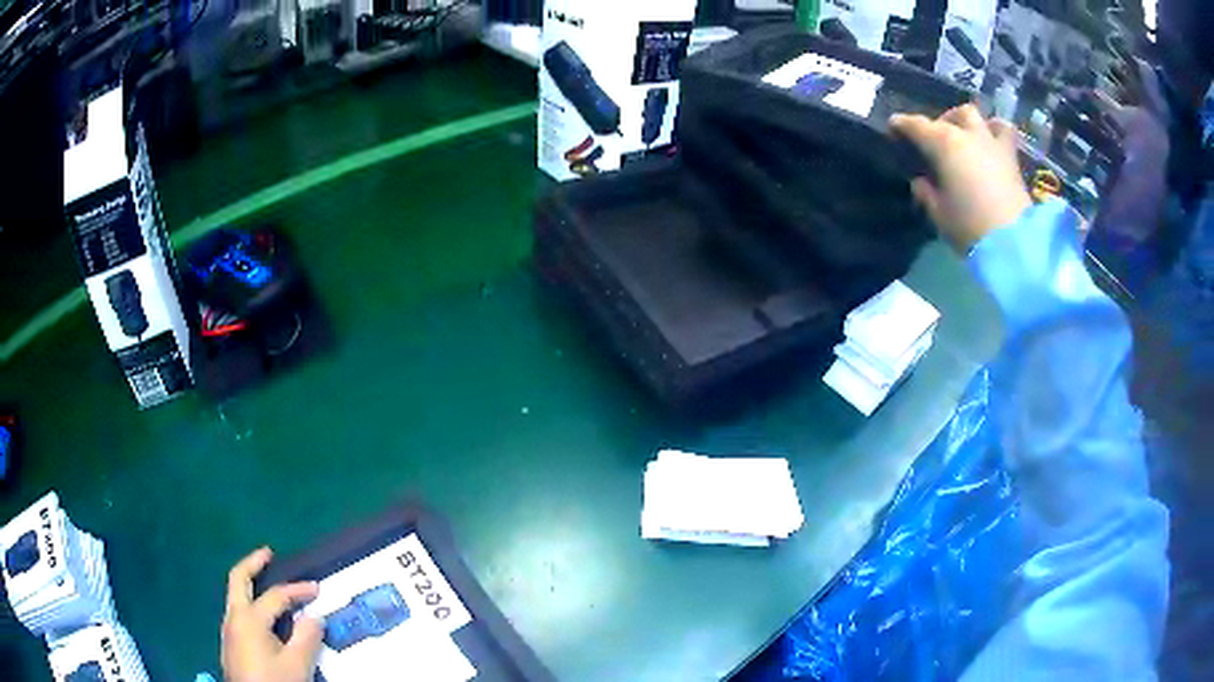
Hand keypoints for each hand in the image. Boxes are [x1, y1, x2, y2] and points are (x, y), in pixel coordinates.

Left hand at [222, 547, 323, 681]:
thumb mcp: (297, 665)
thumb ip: (306, 638)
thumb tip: (314, 617)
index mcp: (249, 618)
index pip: (275, 596)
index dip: (298, 590)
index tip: (318, 588)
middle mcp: (234, 617)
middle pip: (238, 579)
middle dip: (253, 563)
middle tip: (269, 553)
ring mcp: (228, 630)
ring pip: (235, 596)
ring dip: (250, 584)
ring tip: (267, 583)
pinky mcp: (230, 644)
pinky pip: (238, 612)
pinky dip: (249, 603)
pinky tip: (262, 616)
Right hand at [890, 104, 1031, 252]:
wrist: (1013, 242)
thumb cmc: (969, 226)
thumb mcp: (938, 214)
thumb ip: (926, 193)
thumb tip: (921, 181)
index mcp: (943, 144)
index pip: (916, 126)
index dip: (902, 125)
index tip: (893, 127)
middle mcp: (967, 135)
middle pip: (951, 116)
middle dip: (941, 122)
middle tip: (936, 139)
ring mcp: (992, 143)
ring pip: (978, 117)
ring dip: (969, 122)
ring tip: (967, 136)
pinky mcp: (1012, 158)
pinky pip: (1003, 133)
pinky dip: (995, 132)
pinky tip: (991, 145)